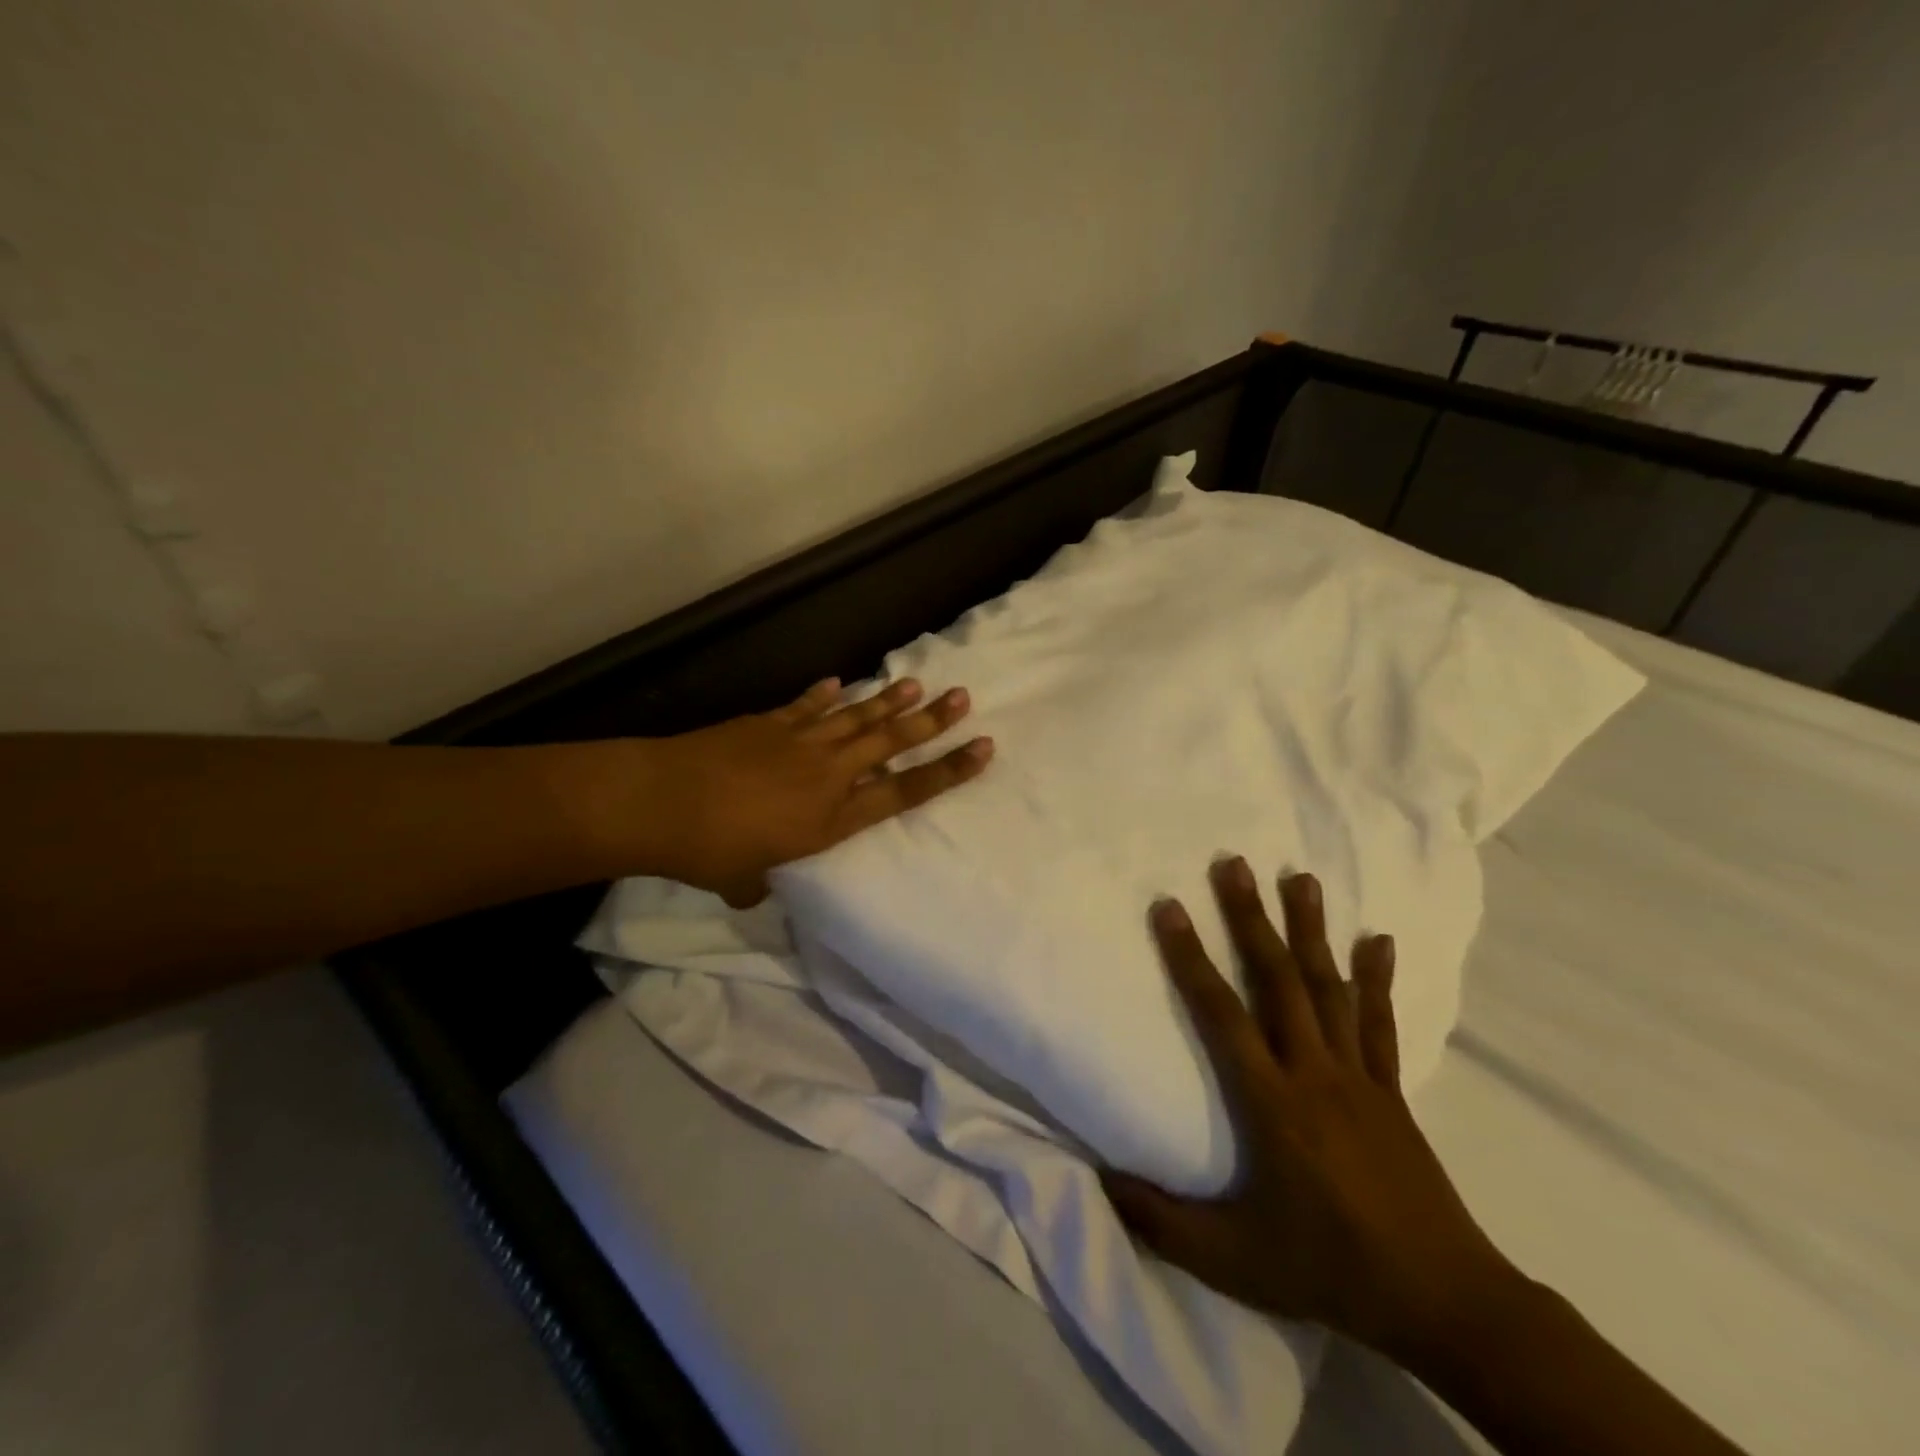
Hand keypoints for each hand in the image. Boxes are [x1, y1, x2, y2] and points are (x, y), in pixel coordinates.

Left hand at [633, 677, 991, 905]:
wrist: (663, 801)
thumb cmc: (709, 851)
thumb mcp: (745, 881)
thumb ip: (761, 882)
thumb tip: (755, 888)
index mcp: (832, 818)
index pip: (904, 792)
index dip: (946, 771)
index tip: (981, 749)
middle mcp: (828, 775)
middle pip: (890, 744)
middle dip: (931, 722)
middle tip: (963, 698)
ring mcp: (800, 743)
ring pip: (856, 717)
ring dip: (888, 701)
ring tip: (917, 684)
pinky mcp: (770, 723)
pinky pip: (807, 706)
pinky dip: (824, 694)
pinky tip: (840, 682)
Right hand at [1103, 859, 1517, 1364]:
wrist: (1442, 1301)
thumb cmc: (1328, 1269)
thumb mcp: (1231, 1260)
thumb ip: (1161, 1220)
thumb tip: (1100, 1179)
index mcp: (1272, 1102)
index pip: (1220, 1013)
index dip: (1191, 957)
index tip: (1170, 906)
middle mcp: (1313, 1071)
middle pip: (1278, 979)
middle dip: (1252, 918)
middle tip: (1234, 863)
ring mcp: (1357, 1076)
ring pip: (1329, 987)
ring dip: (1312, 929)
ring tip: (1301, 877)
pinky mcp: (1389, 1088)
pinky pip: (1379, 1022)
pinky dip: (1376, 978)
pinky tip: (1377, 939)